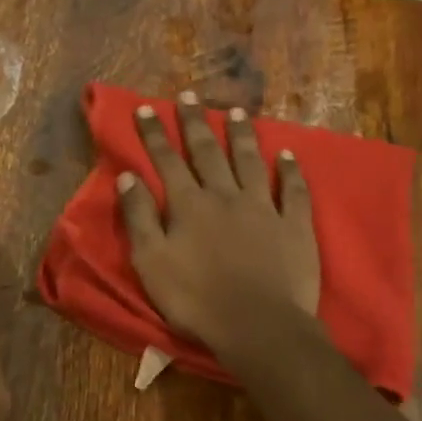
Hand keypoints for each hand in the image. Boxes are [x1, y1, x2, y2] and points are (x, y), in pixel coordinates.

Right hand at [118, 93, 318, 358]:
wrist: (257, 325)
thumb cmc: (196, 300)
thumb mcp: (151, 263)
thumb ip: (138, 218)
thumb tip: (127, 177)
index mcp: (189, 205)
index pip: (167, 161)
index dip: (155, 134)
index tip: (146, 108)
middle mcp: (225, 196)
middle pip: (208, 151)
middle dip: (195, 122)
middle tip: (188, 95)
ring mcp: (264, 208)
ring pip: (250, 161)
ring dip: (241, 135)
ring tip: (236, 112)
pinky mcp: (294, 226)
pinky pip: (294, 190)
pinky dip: (290, 170)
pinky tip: (288, 155)